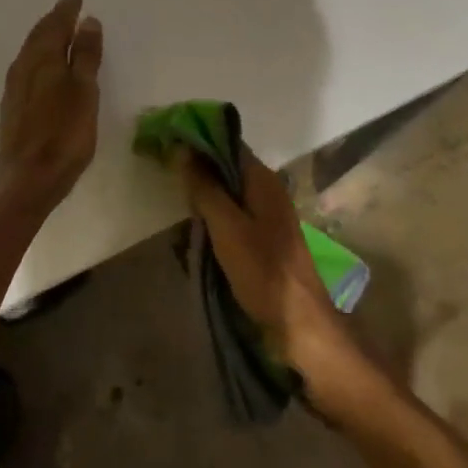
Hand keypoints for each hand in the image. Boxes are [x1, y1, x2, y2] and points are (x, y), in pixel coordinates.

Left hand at [0, 0, 103, 213]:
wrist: (26, 179)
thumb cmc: (63, 133)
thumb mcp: (83, 91)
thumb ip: (84, 55)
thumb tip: (87, 20)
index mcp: (42, 58)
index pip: (55, 24)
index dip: (66, 9)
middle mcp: (23, 66)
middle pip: (39, 34)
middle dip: (55, 19)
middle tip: (69, 8)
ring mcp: (15, 87)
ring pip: (31, 50)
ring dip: (46, 37)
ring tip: (61, 31)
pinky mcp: (13, 106)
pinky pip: (28, 66)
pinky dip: (40, 55)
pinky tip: (46, 65)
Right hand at [180, 147, 358, 397]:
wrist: (302, 327)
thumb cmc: (264, 272)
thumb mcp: (227, 227)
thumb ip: (205, 188)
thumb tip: (183, 149)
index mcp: (262, 180)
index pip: (227, 143)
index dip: (198, 140)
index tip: (167, 143)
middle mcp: (267, 191)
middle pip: (226, 169)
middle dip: (197, 173)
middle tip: (165, 180)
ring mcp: (267, 217)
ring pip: (227, 196)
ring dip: (203, 202)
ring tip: (176, 213)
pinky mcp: (264, 242)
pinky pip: (232, 220)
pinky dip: (213, 223)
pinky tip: (195, 238)